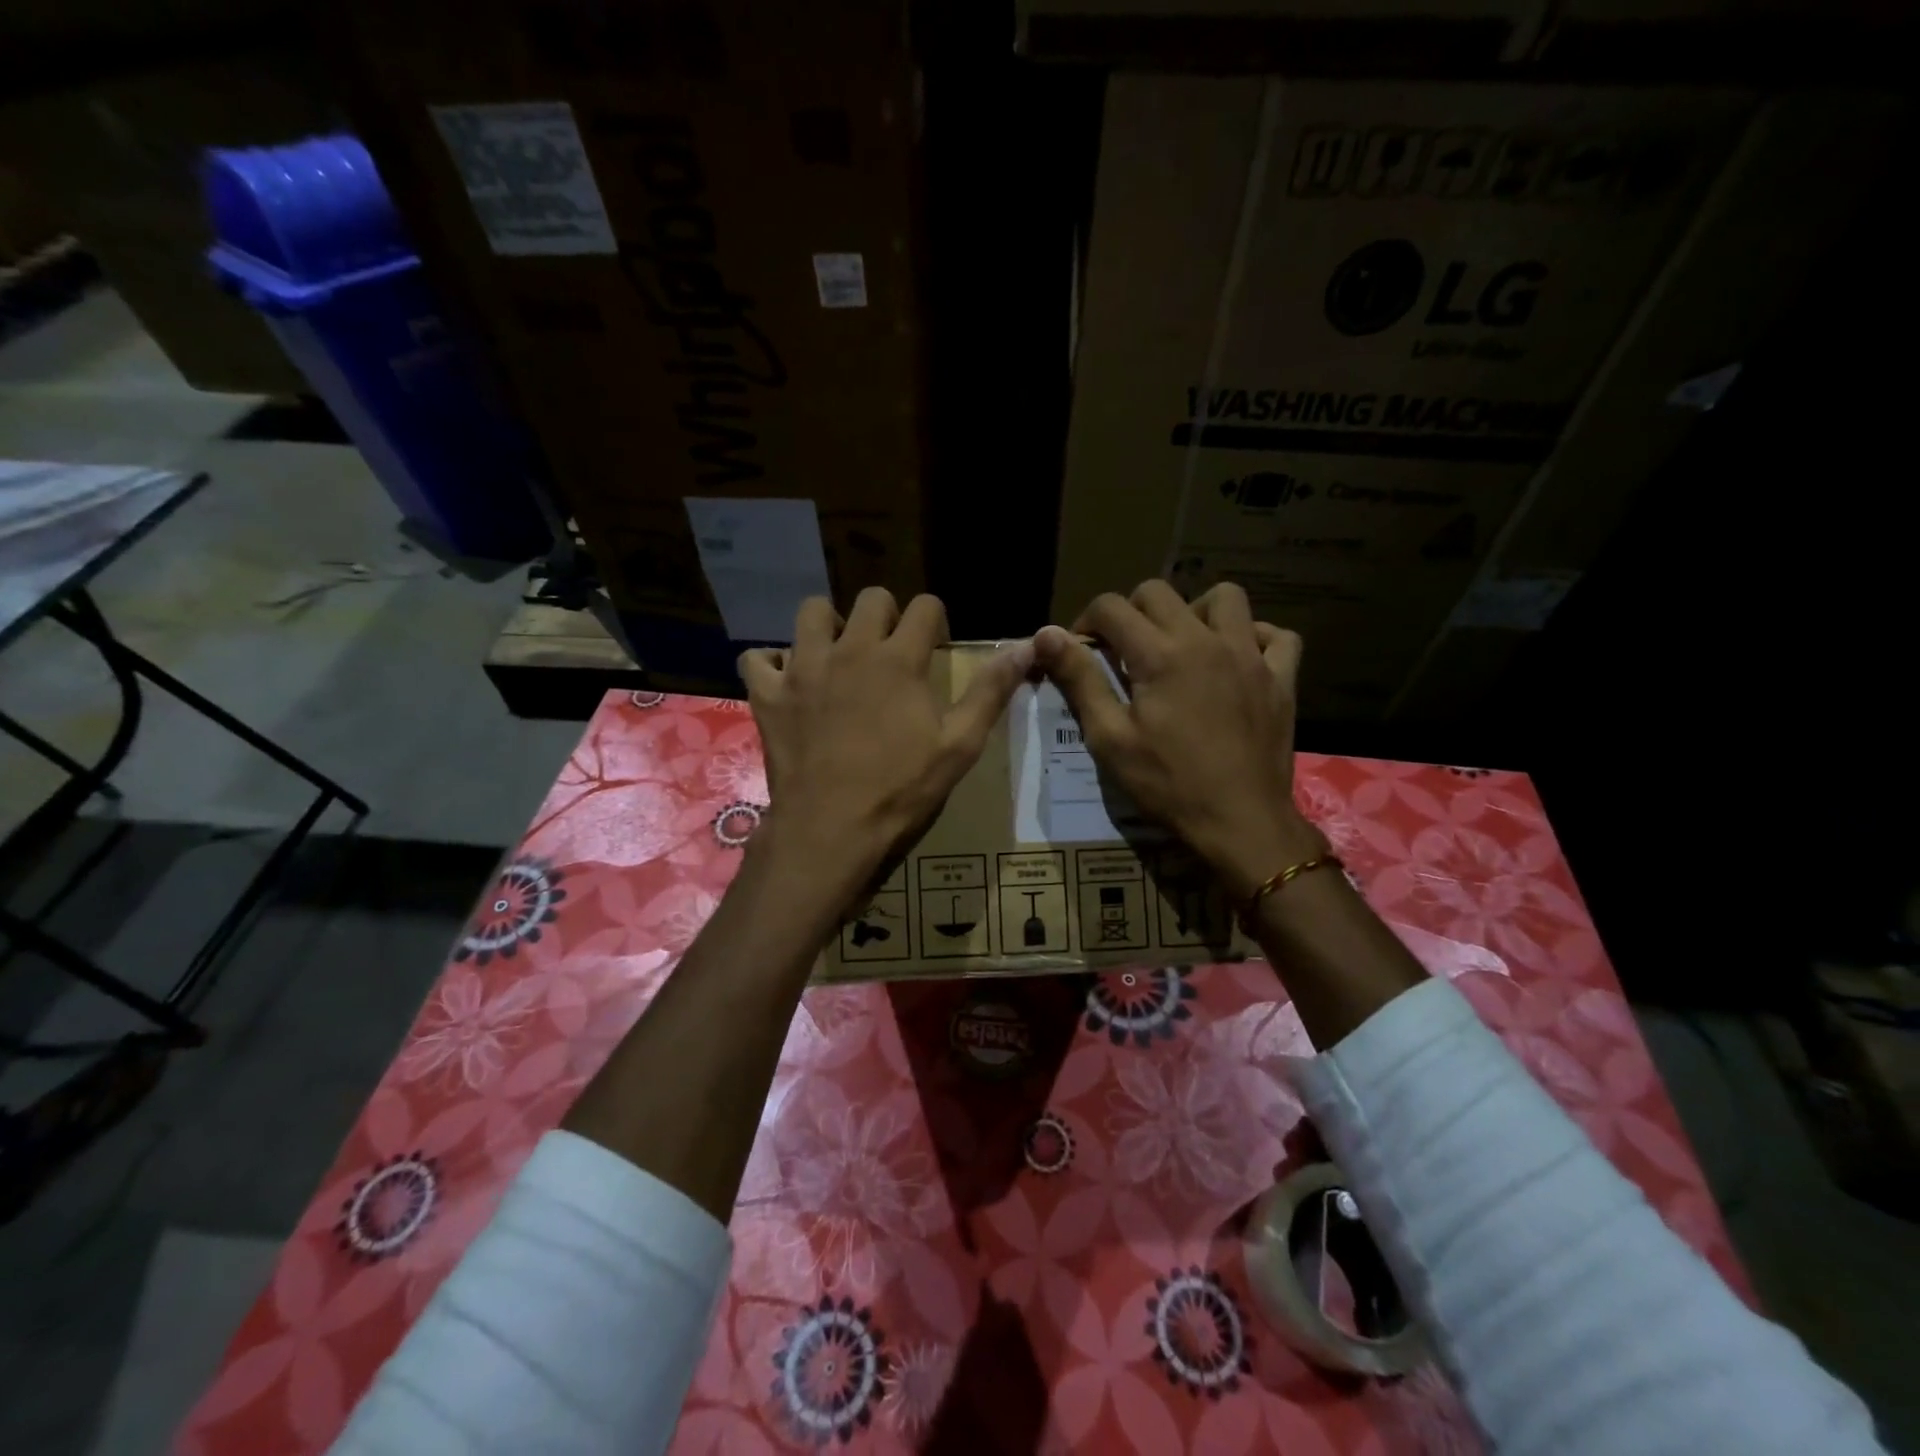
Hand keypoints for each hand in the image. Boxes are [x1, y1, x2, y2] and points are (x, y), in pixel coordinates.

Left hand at [740, 589, 1031, 903]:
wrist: (830, 830)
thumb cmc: (901, 790)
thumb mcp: (959, 745)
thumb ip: (990, 691)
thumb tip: (1025, 646)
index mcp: (898, 659)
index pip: (924, 606)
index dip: (936, 620)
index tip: (935, 647)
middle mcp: (849, 650)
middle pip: (870, 598)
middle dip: (886, 616)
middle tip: (891, 652)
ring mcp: (803, 669)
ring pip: (811, 612)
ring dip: (828, 626)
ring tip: (838, 656)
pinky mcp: (768, 695)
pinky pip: (757, 658)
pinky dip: (772, 664)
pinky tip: (788, 683)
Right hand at [1034, 580, 1324, 898]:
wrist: (1240, 822)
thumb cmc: (1168, 784)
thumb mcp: (1110, 738)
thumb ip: (1080, 680)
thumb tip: (1046, 635)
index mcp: (1160, 654)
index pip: (1111, 607)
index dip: (1087, 621)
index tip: (1082, 649)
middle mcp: (1206, 640)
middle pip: (1159, 592)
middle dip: (1131, 612)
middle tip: (1124, 649)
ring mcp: (1251, 655)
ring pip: (1225, 598)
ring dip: (1195, 610)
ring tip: (1182, 644)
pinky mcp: (1281, 678)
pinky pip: (1277, 636)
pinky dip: (1255, 637)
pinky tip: (1238, 658)